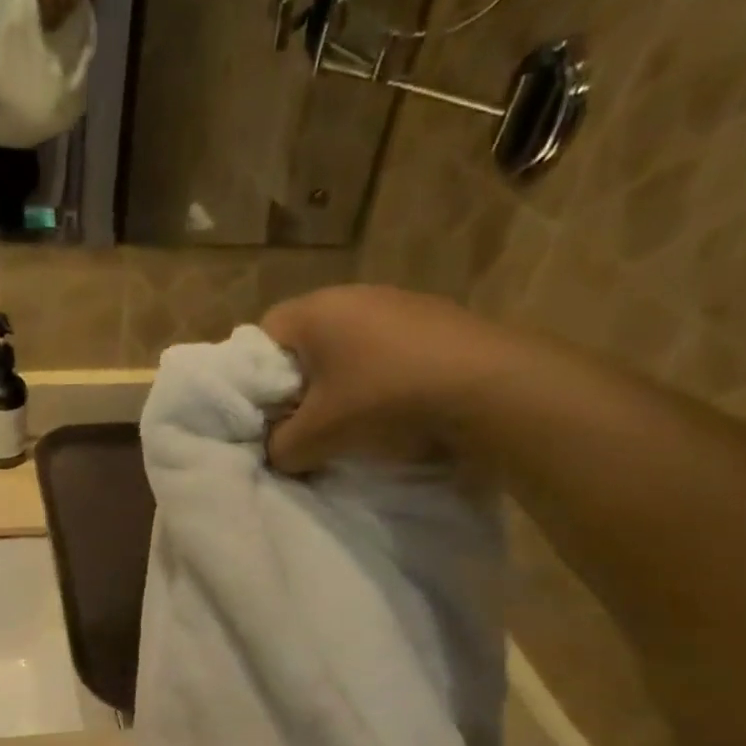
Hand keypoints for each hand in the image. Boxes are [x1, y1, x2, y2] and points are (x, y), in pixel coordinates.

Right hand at [263, 284, 542, 472]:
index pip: (260, 336)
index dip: (254, 378)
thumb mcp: (315, 438)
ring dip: (342, 382)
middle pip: (305, 342)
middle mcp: (354, 295)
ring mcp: (400, 302)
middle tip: (305, 423)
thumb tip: (276, 450)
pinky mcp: (436, 320)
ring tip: (352, 420)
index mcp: (315, 310)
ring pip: (348, 346)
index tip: (268, 414)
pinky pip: (387, 350)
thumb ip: (279, 447)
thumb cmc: (384, 401)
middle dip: (299, 384)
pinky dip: (380, 378)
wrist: (491, 388)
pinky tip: (394, 409)